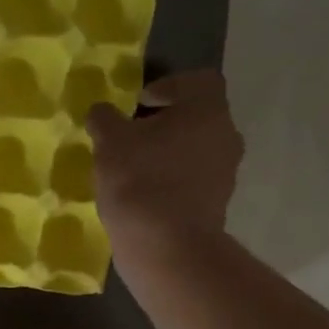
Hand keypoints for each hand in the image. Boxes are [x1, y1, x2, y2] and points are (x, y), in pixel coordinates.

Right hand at [86, 69, 242, 262]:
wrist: (166, 246)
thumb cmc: (139, 180)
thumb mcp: (109, 142)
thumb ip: (104, 119)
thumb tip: (102, 112)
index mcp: (207, 110)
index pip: (199, 82)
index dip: (168, 86)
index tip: (140, 104)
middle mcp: (226, 136)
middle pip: (197, 118)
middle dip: (165, 124)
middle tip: (132, 137)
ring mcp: (225, 174)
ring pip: (196, 151)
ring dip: (168, 155)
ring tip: (134, 170)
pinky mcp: (217, 205)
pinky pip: (193, 181)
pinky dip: (172, 182)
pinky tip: (144, 196)